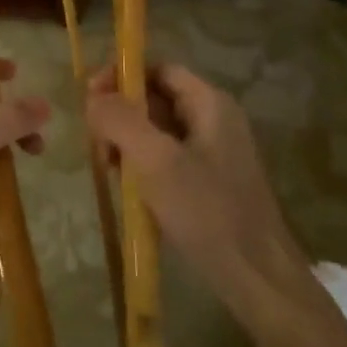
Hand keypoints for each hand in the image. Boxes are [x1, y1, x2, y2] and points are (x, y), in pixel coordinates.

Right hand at [85, 63, 306, 328]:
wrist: (257, 277)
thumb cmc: (207, 211)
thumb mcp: (156, 162)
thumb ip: (121, 121)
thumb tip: (94, 97)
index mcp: (209, 103)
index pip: (158, 70)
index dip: (122, 77)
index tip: (90, 100)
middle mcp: (213, 119)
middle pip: (155, 99)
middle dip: (120, 114)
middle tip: (95, 142)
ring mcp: (212, 152)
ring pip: (157, 131)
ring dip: (127, 141)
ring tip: (106, 167)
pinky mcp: (208, 182)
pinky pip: (166, 159)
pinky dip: (142, 165)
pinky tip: (126, 188)